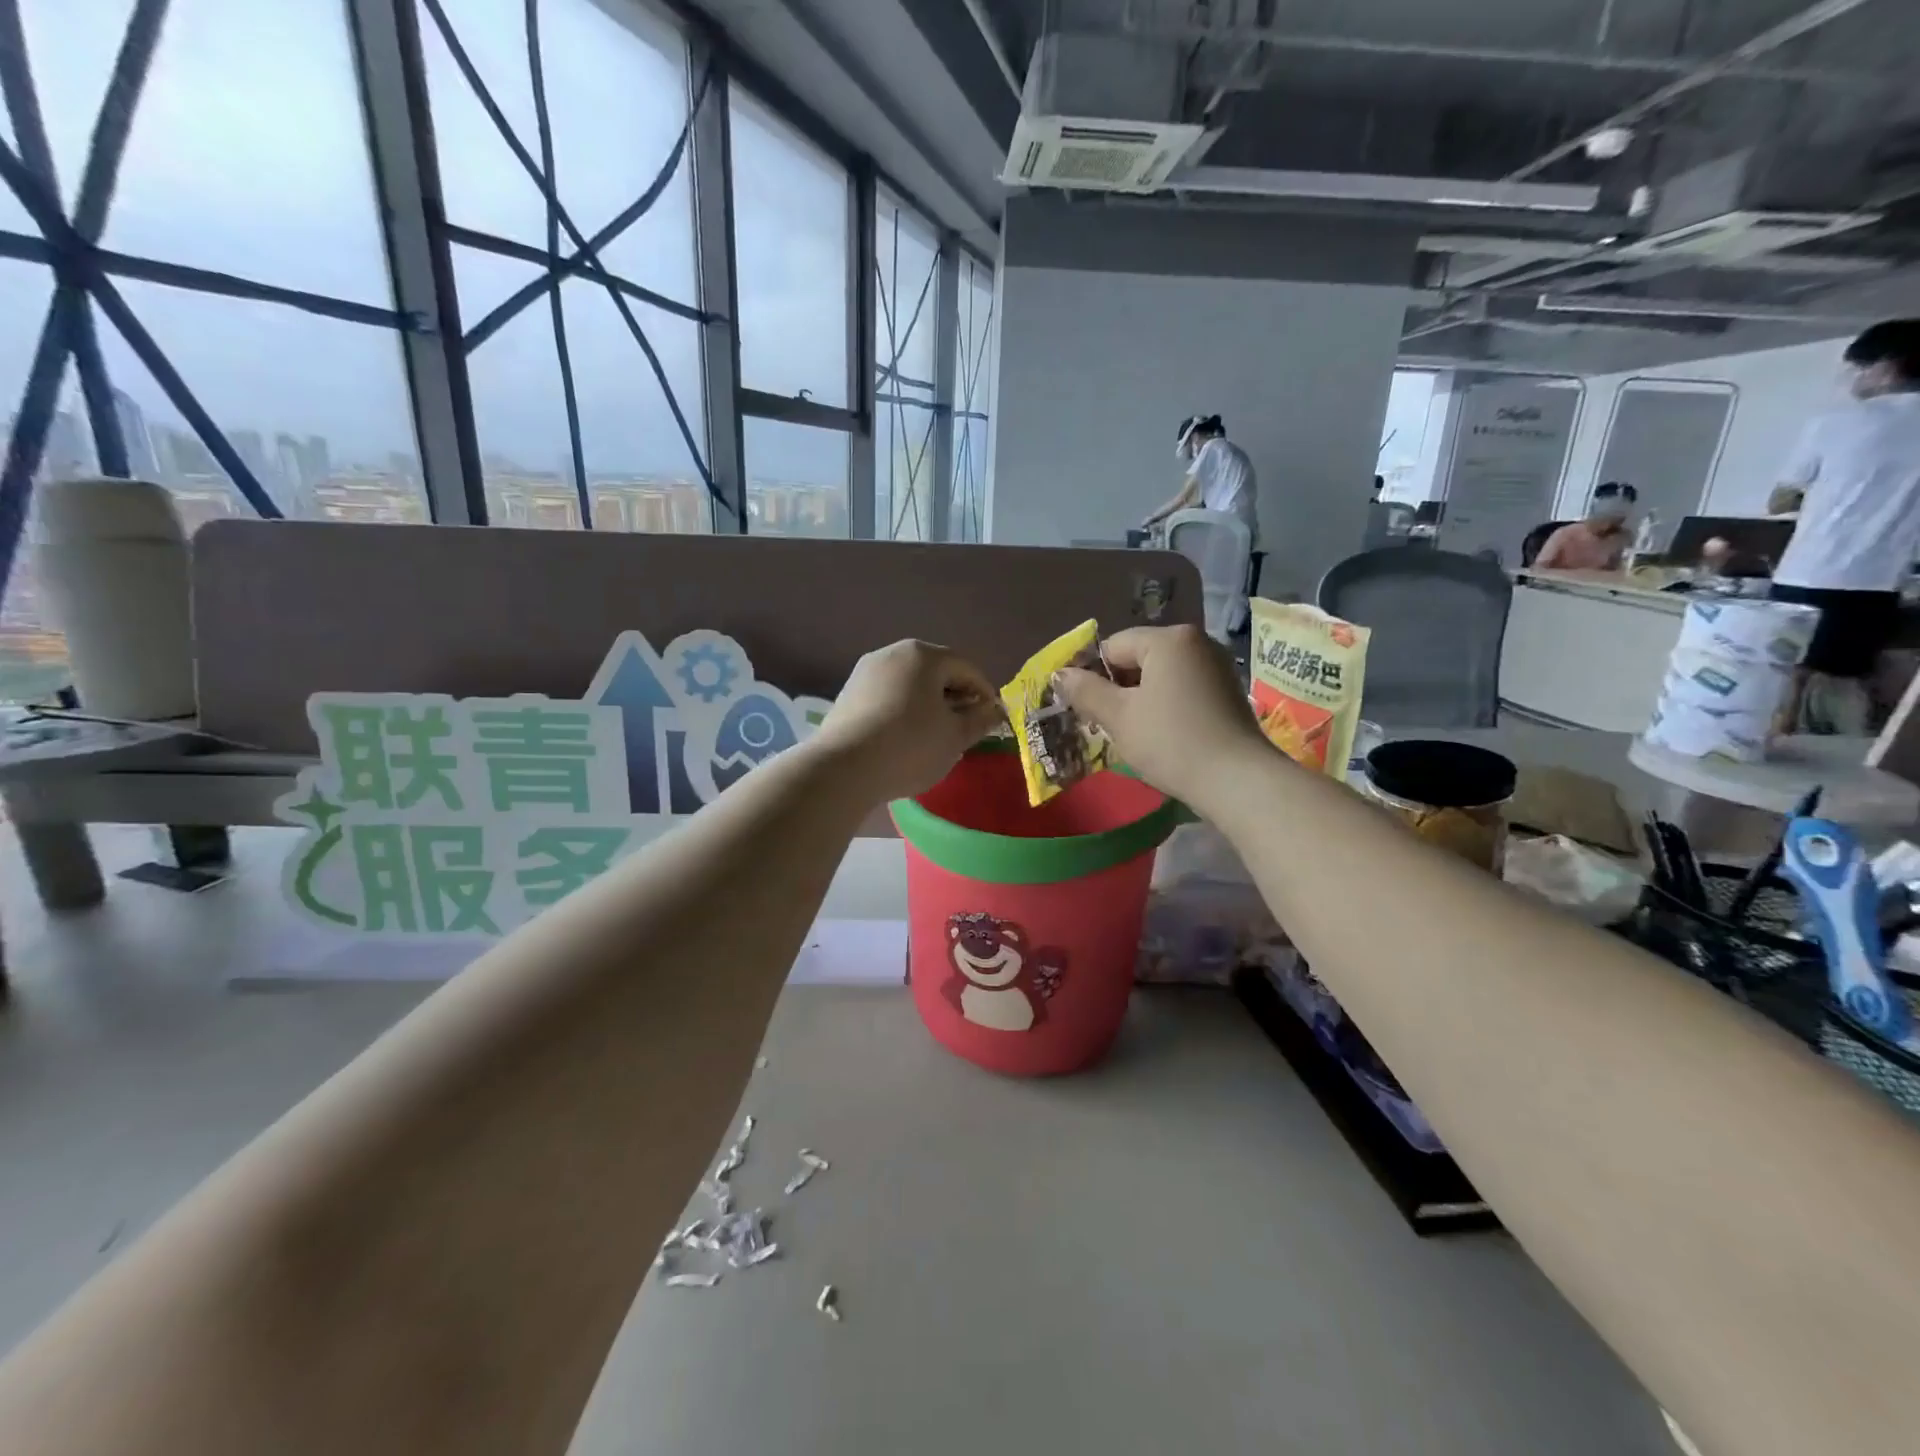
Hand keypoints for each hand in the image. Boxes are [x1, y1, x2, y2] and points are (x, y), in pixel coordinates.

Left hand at [811, 640, 1001, 800]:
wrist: (844, 768)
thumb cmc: (910, 745)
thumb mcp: (955, 737)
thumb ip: (979, 720)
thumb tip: (994, 710)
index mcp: (923, 655)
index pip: (966, 668)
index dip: (984, 693)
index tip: (992, 719)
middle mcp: (892, 653)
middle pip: (935, 672)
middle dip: (955, 698)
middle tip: (966, 728)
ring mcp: (865, 672)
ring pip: (910, 684)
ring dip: (929, 705)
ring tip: (937, 736)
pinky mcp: (848, 694)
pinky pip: (887, 696)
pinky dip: (904, 711)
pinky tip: (906, 739)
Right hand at [1052, 625, 1266, 807]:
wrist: (1238, 781)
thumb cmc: (1171, 742)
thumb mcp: (1119, 717)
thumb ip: (1086, 691)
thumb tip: (1060, 674)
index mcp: (1168, 639)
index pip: (1113, 647)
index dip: (1093, 676)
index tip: (1087, 710)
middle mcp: (1196, 642)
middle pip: (1139, 658)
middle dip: (1119, 688)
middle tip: (1108, 725)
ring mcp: (1217, 666)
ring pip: (1161, 675)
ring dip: (1142, 699)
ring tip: (1136, 733)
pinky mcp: (1228, 691)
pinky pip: (1184, 688)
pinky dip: (1167, 706)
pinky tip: (1165, 736)